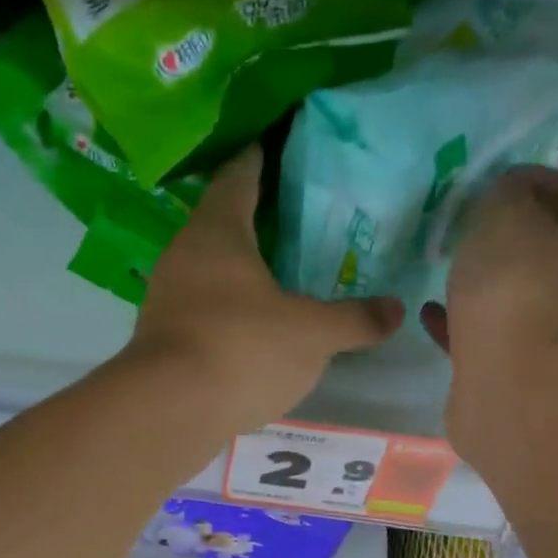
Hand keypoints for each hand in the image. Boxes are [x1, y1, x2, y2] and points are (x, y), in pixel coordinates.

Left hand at [122, 147, 403, 435]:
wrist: (167, 412)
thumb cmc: (241, 349)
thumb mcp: (311, 334)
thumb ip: (355, 320)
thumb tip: (395, 311)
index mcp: (218, 230)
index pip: (241, 174)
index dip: (264, 157)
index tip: (286, 145)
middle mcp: (184, 254)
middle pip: (223, 222)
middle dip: (259, 218)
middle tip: (302, 218)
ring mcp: (167, 298)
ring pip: (211, 270)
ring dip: (242, 269)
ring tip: (282, 275)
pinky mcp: (162, 339)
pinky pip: (203, 310)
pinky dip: (229, 310)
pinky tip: (254, 328)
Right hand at [421, 166, 557, 457]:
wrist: (510, 386)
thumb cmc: (513, 289)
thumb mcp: (506, 213)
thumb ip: (505, 191)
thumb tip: (506, 193)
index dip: (535, 178)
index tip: (493, 180)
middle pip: (543, 244)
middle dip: (505, 233)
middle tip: (463, 225)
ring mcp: (546, 327)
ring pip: (512, 291)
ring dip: (481, 279)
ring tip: (442, 268)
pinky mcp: (513, 364)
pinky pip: (483, 330)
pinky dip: (458, 319)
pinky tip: (428, 313)